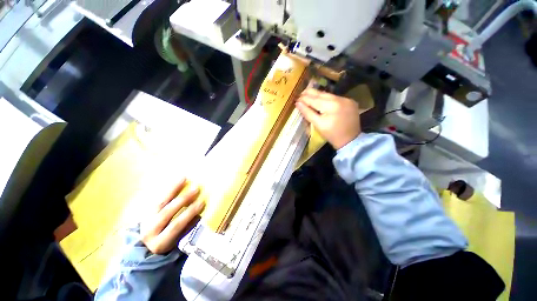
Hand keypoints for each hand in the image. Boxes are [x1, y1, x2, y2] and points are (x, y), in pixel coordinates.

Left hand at [140, 179, 204, 254]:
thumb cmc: (170, 241)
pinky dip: (168, 188)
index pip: (175, 226)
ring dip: (173, 189)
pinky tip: (177, 180)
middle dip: (182, 200)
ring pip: (160, 202)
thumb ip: (188, 227)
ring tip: (184, 178)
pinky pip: (157, 197)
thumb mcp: (178, 240)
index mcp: (160, 242)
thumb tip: (201, 213)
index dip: (188, 214)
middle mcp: (150, 230)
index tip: (201, 203)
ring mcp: (146, 219)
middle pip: (167, 213)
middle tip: (196, 189)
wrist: (147, 243)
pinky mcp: (146, 210)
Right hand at [296, 89, 361, 149]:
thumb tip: (298, 103)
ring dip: (318, 95)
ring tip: (309, 95)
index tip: (297, 98)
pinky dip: (327, 98)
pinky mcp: (350, 101)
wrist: (350, 140)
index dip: (304, 98)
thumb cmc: (332, 134)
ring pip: (328, 95)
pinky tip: (321, 100)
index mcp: (331, 106)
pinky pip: (335, 98)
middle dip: (310, 93)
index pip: (314, 99)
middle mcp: (340, 99)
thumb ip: (307, 113)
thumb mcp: (318, 124)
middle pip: (322, 94)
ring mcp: (347, 99)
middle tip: (301, 93)